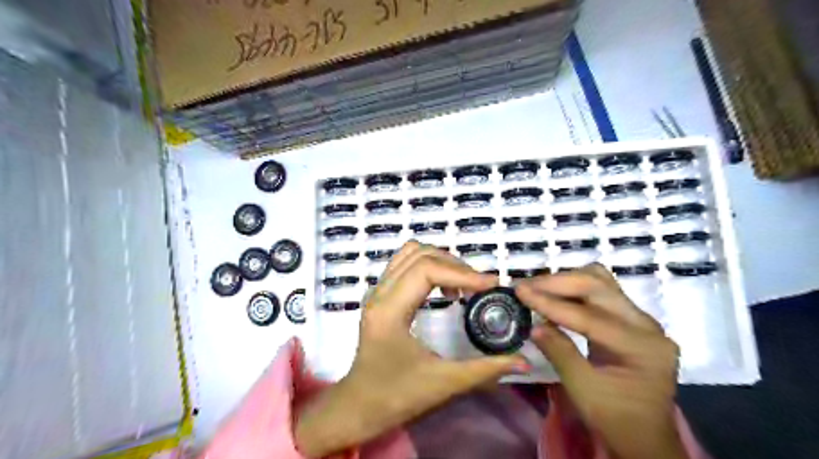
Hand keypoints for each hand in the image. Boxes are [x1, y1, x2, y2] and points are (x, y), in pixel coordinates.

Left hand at [298, 242, 526, 456]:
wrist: (358, 406)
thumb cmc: (396, 397)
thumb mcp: (444, 383)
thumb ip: (486, 369)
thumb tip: (524, 359)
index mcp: (389, 311)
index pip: (426, 271)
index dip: (462, 273)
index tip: (491, 285)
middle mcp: (379, 294)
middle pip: (419, 255)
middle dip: (455, 265)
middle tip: (479, 287)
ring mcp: (376, 292)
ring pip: (410, 253)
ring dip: (441, 261)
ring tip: (463, 285)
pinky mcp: (380, 296)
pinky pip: (405, 264)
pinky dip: (429, 266)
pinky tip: (444, 289)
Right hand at [518, 263, 685, 458]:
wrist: (644, 436)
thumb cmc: (616, 419)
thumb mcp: (583, 390)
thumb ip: (560, 353)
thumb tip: (534, 325)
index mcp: (642, 347)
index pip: (589, 316)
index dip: (550, 303)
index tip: (519, 291)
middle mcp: (647, 325)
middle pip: (598, 286)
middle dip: (558, 283)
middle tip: (525, 286)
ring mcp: (641, 319)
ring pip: (600, 282)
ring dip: (566, 282)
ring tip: (537, 288)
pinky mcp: (630, 320)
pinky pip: (600, 292)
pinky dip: (574, 291)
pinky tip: (554, 297)